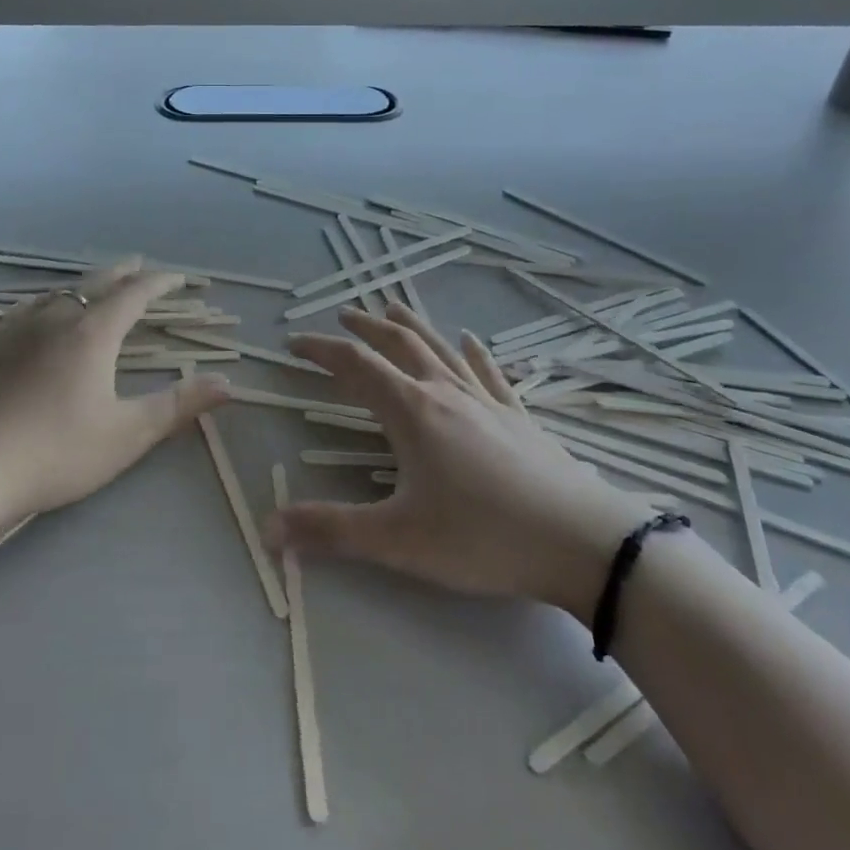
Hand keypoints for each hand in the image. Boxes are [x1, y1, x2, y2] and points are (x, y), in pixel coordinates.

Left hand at [0, 259, 231, 526]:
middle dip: (123, 272)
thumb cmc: (54, 453)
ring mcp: (14, 329)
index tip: (180, 278)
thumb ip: (178, 406)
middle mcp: (55, 318)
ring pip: (57, 293)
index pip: (135, 294)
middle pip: (96, 282)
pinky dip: (45, 304)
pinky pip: (22, 310)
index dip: (161, 282)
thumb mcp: (126, 434)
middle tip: (140, 265)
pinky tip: (36, 315)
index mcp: (93, 333)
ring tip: (94, 288)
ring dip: (84, 285)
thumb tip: (228, 382)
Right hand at [272, 304, 657, 618]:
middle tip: (344, 311)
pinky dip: (473, 354)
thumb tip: (268, 529)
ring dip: (413, 327)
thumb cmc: (483, 537)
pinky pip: (489, 374)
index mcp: (411, 411)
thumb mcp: (398, 540)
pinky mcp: (518, 417)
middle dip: (367, 326)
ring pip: (440, 350)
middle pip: (398, 345)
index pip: (355, 365)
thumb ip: (331, 532)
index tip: (294, 342)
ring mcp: (486, 401)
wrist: (581, 542)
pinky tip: (471, 341)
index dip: (321, 350)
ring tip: (394, 307)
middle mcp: (445, 393)